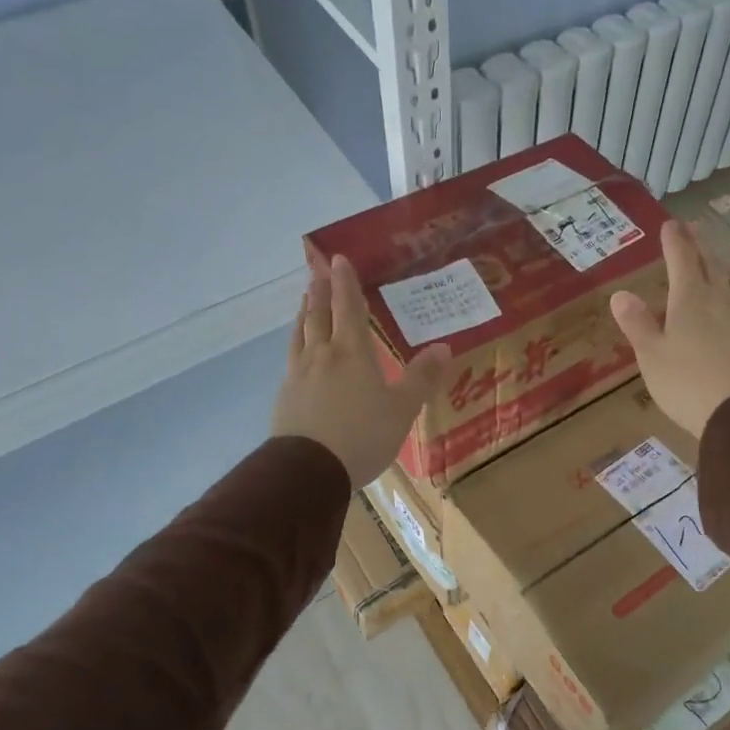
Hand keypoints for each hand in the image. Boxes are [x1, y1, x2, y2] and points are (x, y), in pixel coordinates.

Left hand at [271, 254, 451, 487]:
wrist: (308, 471)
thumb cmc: (361, 435)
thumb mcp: (402, 409)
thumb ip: (422, 377)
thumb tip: (443, 347)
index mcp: (352, 352)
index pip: (348, 308)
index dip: (345, 283)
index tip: (338, 259)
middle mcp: (322, 355)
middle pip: (318, 315)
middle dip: (320, 292)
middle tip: (318, 272)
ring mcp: (299, 375)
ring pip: (301, 334)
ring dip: (304, 313)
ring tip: (304, 301)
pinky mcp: (286, 396)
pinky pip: (292, 358)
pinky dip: (297, 343)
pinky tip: (298, 352)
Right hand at [610, 220, 729, 438]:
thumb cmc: (687, 383)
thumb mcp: (651, 355)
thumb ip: (637, 323)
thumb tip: (620, 294)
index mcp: (690, 299)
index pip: (682, 259)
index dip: (675, 240)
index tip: (670, 224)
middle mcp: (719, 300)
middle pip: (711, 263)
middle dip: (700, 243)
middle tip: (694, 227)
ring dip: (721, 263)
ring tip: (716, 258)